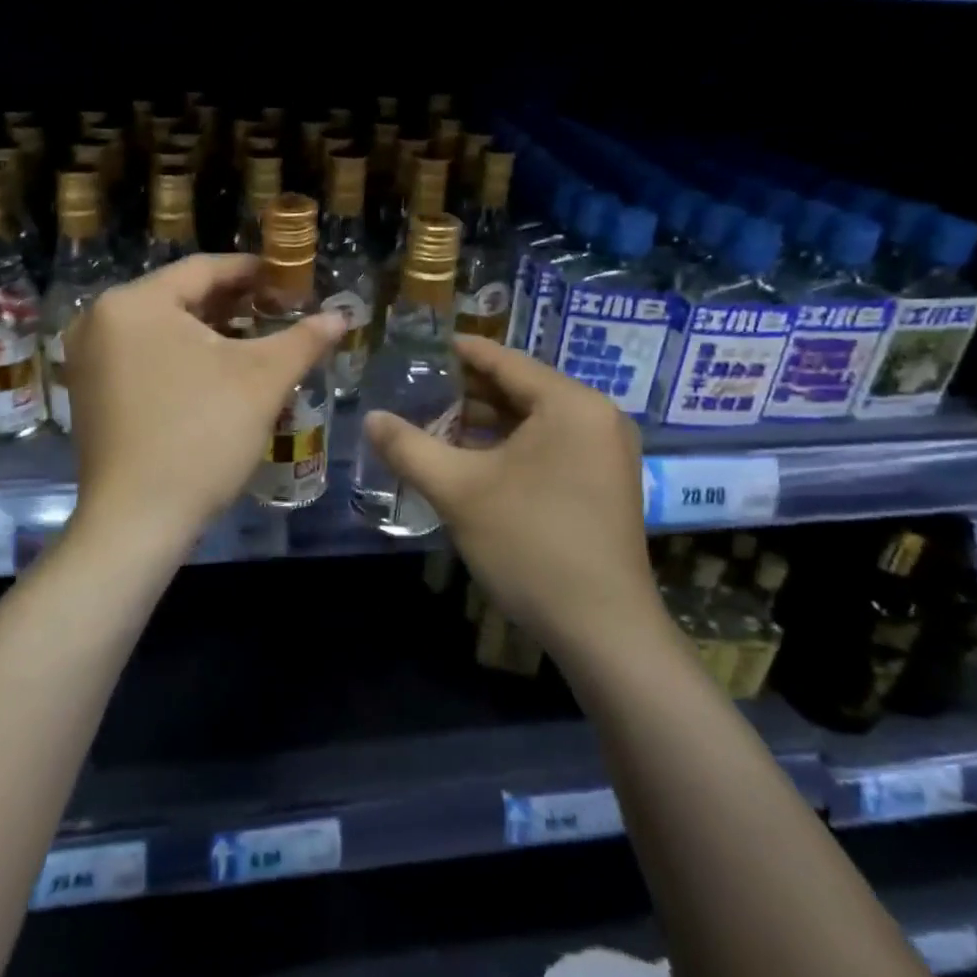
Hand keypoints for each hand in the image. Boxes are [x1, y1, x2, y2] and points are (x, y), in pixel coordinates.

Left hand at [66, 255, 344, 554]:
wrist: (137, 521)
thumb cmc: (201, 436)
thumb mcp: (261, 381)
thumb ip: (303, 339)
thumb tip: (341, 316)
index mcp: (134, 303)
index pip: (204, 269)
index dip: (253, 271)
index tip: (290, 280)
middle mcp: (100, 320)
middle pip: (180, 297)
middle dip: (233, 304)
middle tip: (279, 312)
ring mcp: (88, 358)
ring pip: (162, 329)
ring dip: (210, 332)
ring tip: (255, 342)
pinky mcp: (89, 392)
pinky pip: (143, 356)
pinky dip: (181, 357)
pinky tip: (215, 374)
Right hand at [363, 336, 659, 657]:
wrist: (603, 630)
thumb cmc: (530, 544)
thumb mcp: (459, 491)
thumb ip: (409, 447)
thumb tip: (371, 418)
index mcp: (570, 404)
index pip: (505, 361)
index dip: (459, 352)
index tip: (420, 347)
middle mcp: (596, 417)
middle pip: (521, 388)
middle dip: (468, 391)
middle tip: (418, 388)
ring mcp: (605, 452)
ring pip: (534, 420)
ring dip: (486, 422)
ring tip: (435, 422)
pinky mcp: (603, 483)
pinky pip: (549, 446)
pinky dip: (510, 446)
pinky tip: (472, 459)